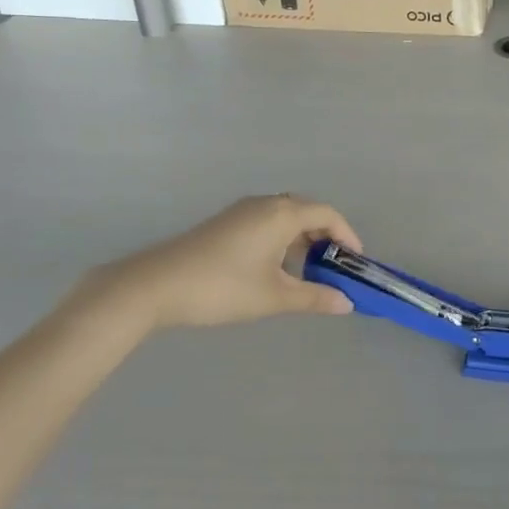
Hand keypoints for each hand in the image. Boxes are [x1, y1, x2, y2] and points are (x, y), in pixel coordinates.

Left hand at [85, 195, 362, 331]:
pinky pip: (266, 223)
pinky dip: (281, 240)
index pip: (328, 214)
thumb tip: (347, 303)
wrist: (153, 286)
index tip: (355, 262)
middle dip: (326, 237)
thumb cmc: (222, 288)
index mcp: (282, 214)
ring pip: (284, 217)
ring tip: (306, 273)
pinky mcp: (224, 224)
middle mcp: (264, 204)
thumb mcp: (274, 297)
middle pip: (307, 211)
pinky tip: (273, 270)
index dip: (347, 235)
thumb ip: (314, 297)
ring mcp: (241, 212)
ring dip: (302, 240)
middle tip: (334, 268)